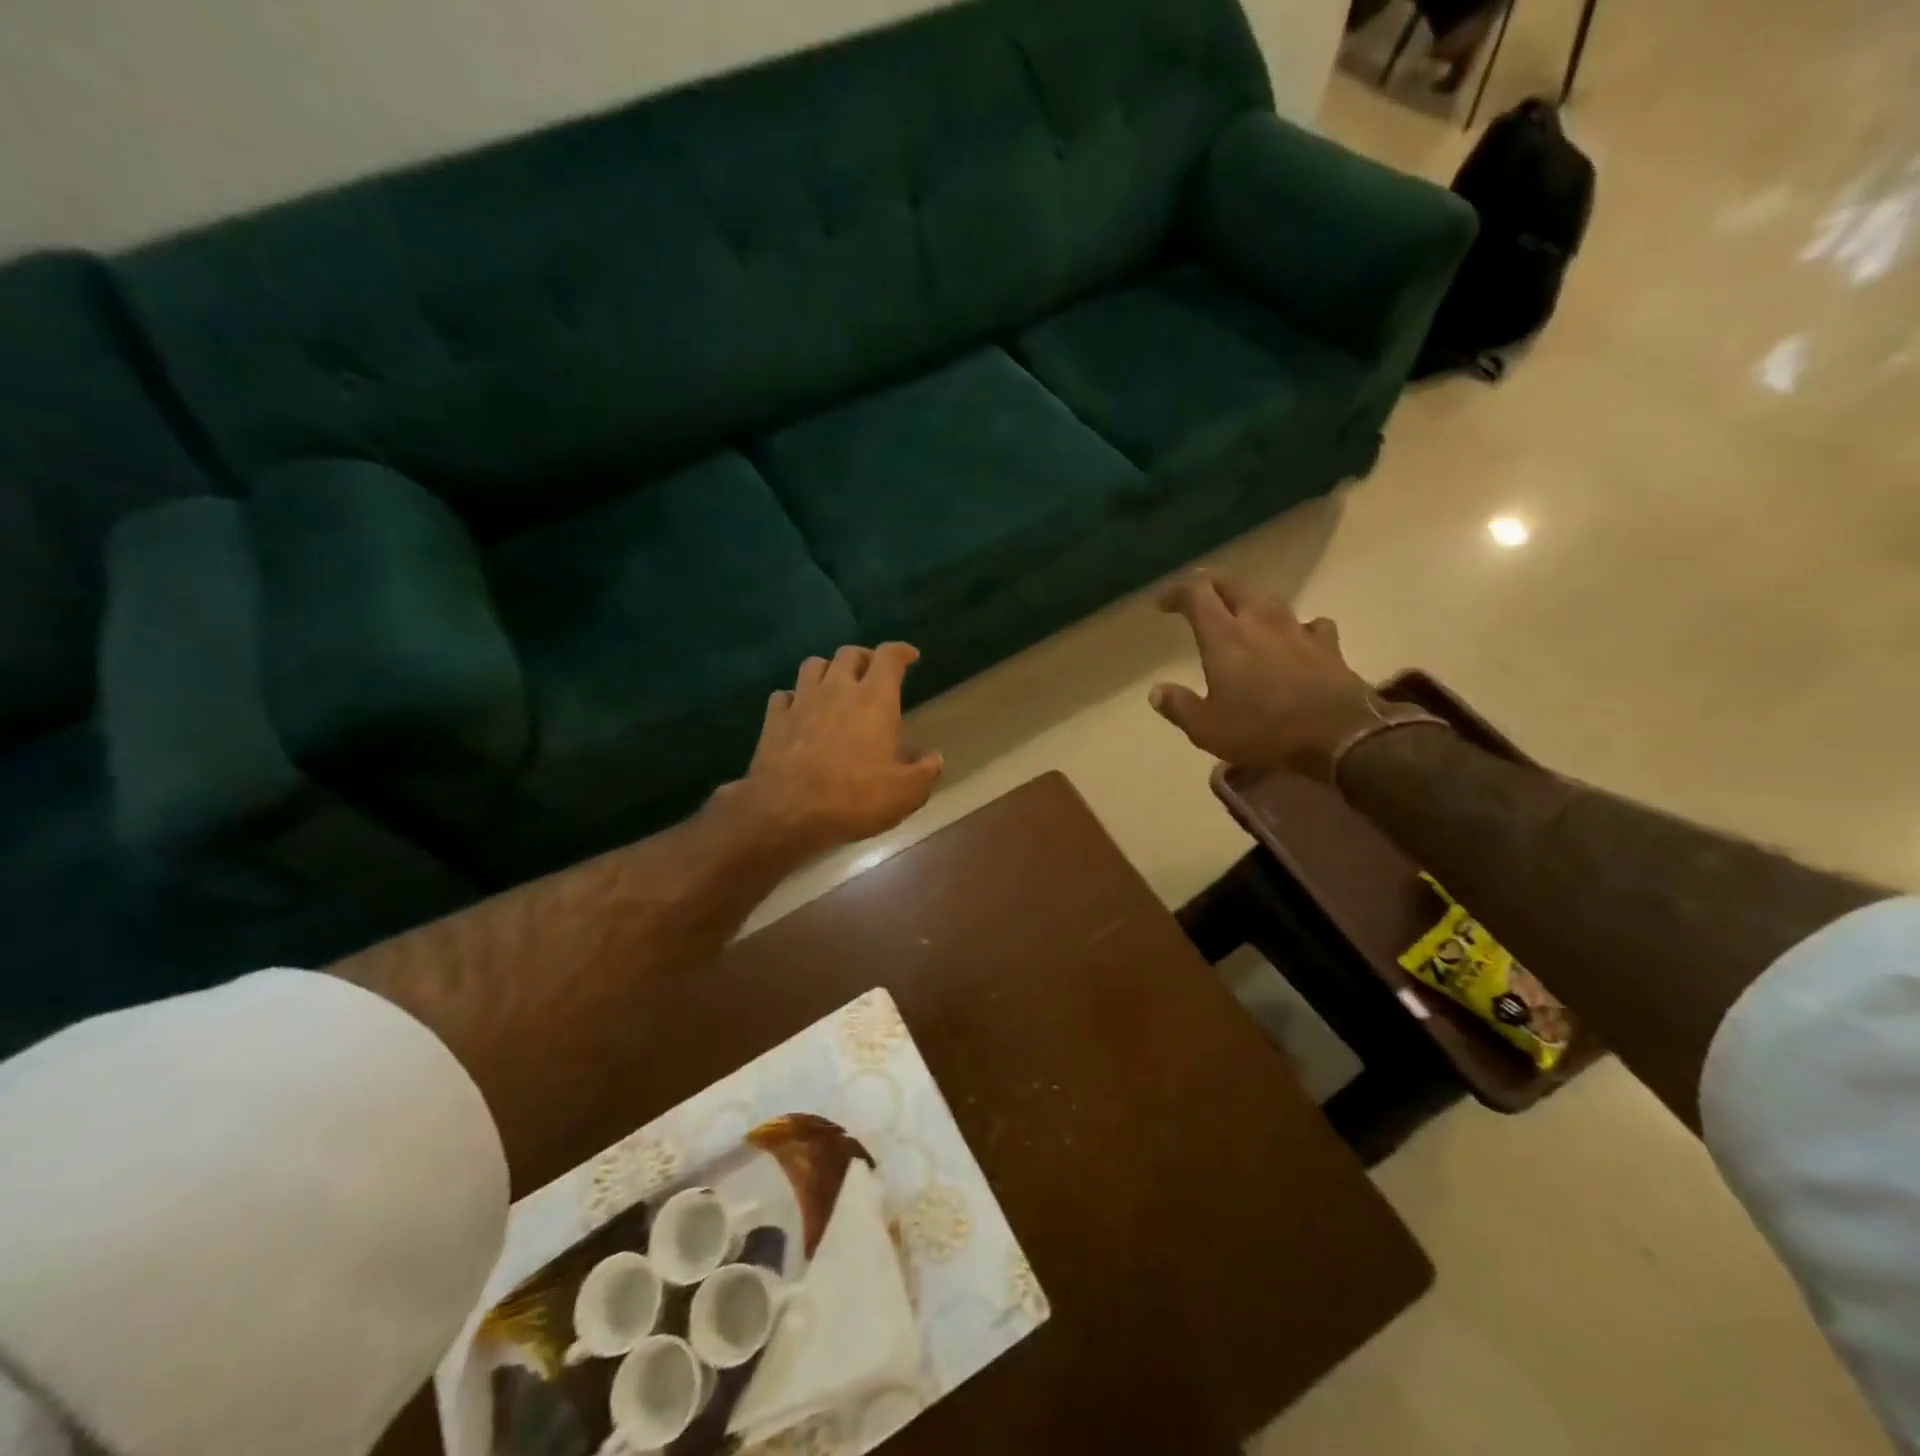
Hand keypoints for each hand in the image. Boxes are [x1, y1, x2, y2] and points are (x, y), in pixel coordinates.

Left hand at [734, 643, 943, 852]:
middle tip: (872, 674)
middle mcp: (837, 690)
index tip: (910, 657)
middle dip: (864, 658)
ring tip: (835, 686)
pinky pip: (783, 695)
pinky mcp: (774, 719)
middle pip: (849, 654)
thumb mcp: (905, 794)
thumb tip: (935, 759)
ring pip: (813, 665)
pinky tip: (799, 711)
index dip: (902, 652)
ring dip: (827, 670)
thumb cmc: (853, 798)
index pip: (889, 657)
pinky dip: (794, 698)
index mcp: (874, 700)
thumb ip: (924, 773)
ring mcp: (801, 701)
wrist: (787, 812)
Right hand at [1149, 571, 1379, 776]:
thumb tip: (1157, 692)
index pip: (1196, 594)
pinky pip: (1309, 623)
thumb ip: (1179, 706)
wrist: (1338, 735)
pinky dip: (1296, 626)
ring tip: (1241, 611)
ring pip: (1269, 598)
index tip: (1163, 603)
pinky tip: (1295, 638)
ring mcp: (1297, 629)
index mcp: (1224, 636)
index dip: (1176, 592)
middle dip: (1211, 584)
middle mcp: (1259, 621)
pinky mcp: (1327, 645)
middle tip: (1198, 594)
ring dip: (1249, 600)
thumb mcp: (1206, 728)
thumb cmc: (1262, 729)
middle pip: (1233, 584)